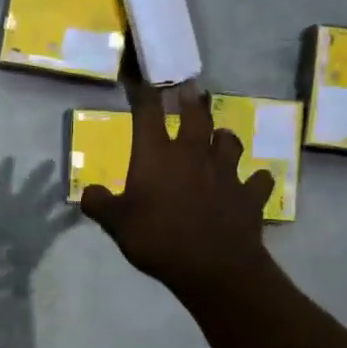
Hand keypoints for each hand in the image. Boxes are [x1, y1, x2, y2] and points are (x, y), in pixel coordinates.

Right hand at [0, 158, 79, 285]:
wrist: (5, 266)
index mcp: (0, 203)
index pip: (1, 182)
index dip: (5, 170)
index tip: (10, 158)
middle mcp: (21, 204)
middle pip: (33, 184)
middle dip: (41, 173)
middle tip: (50, 162)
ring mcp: (37, 216)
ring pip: (51, 198)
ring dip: (59, 189)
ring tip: (67, 182)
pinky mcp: (49, 230)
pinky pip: (64, 221)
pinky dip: (73, 216)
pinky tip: (81, 210)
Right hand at [80, 80, 273, 294]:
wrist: (214, 267)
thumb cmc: (158, 238)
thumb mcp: (116, 224)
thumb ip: (100, 205)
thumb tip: (88, 192)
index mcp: (157, 155)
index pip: (148, 114)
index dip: (144, 94)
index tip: (143, 80)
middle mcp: (193, 154)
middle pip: (195, 116)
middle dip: (191, 100)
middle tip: (191, 88)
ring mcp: (226, 172)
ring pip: (229, 141)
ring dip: (224, 136)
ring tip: (221, 136)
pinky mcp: (250, 195)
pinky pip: (258, 180)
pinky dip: (255, 179)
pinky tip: (253, 181)